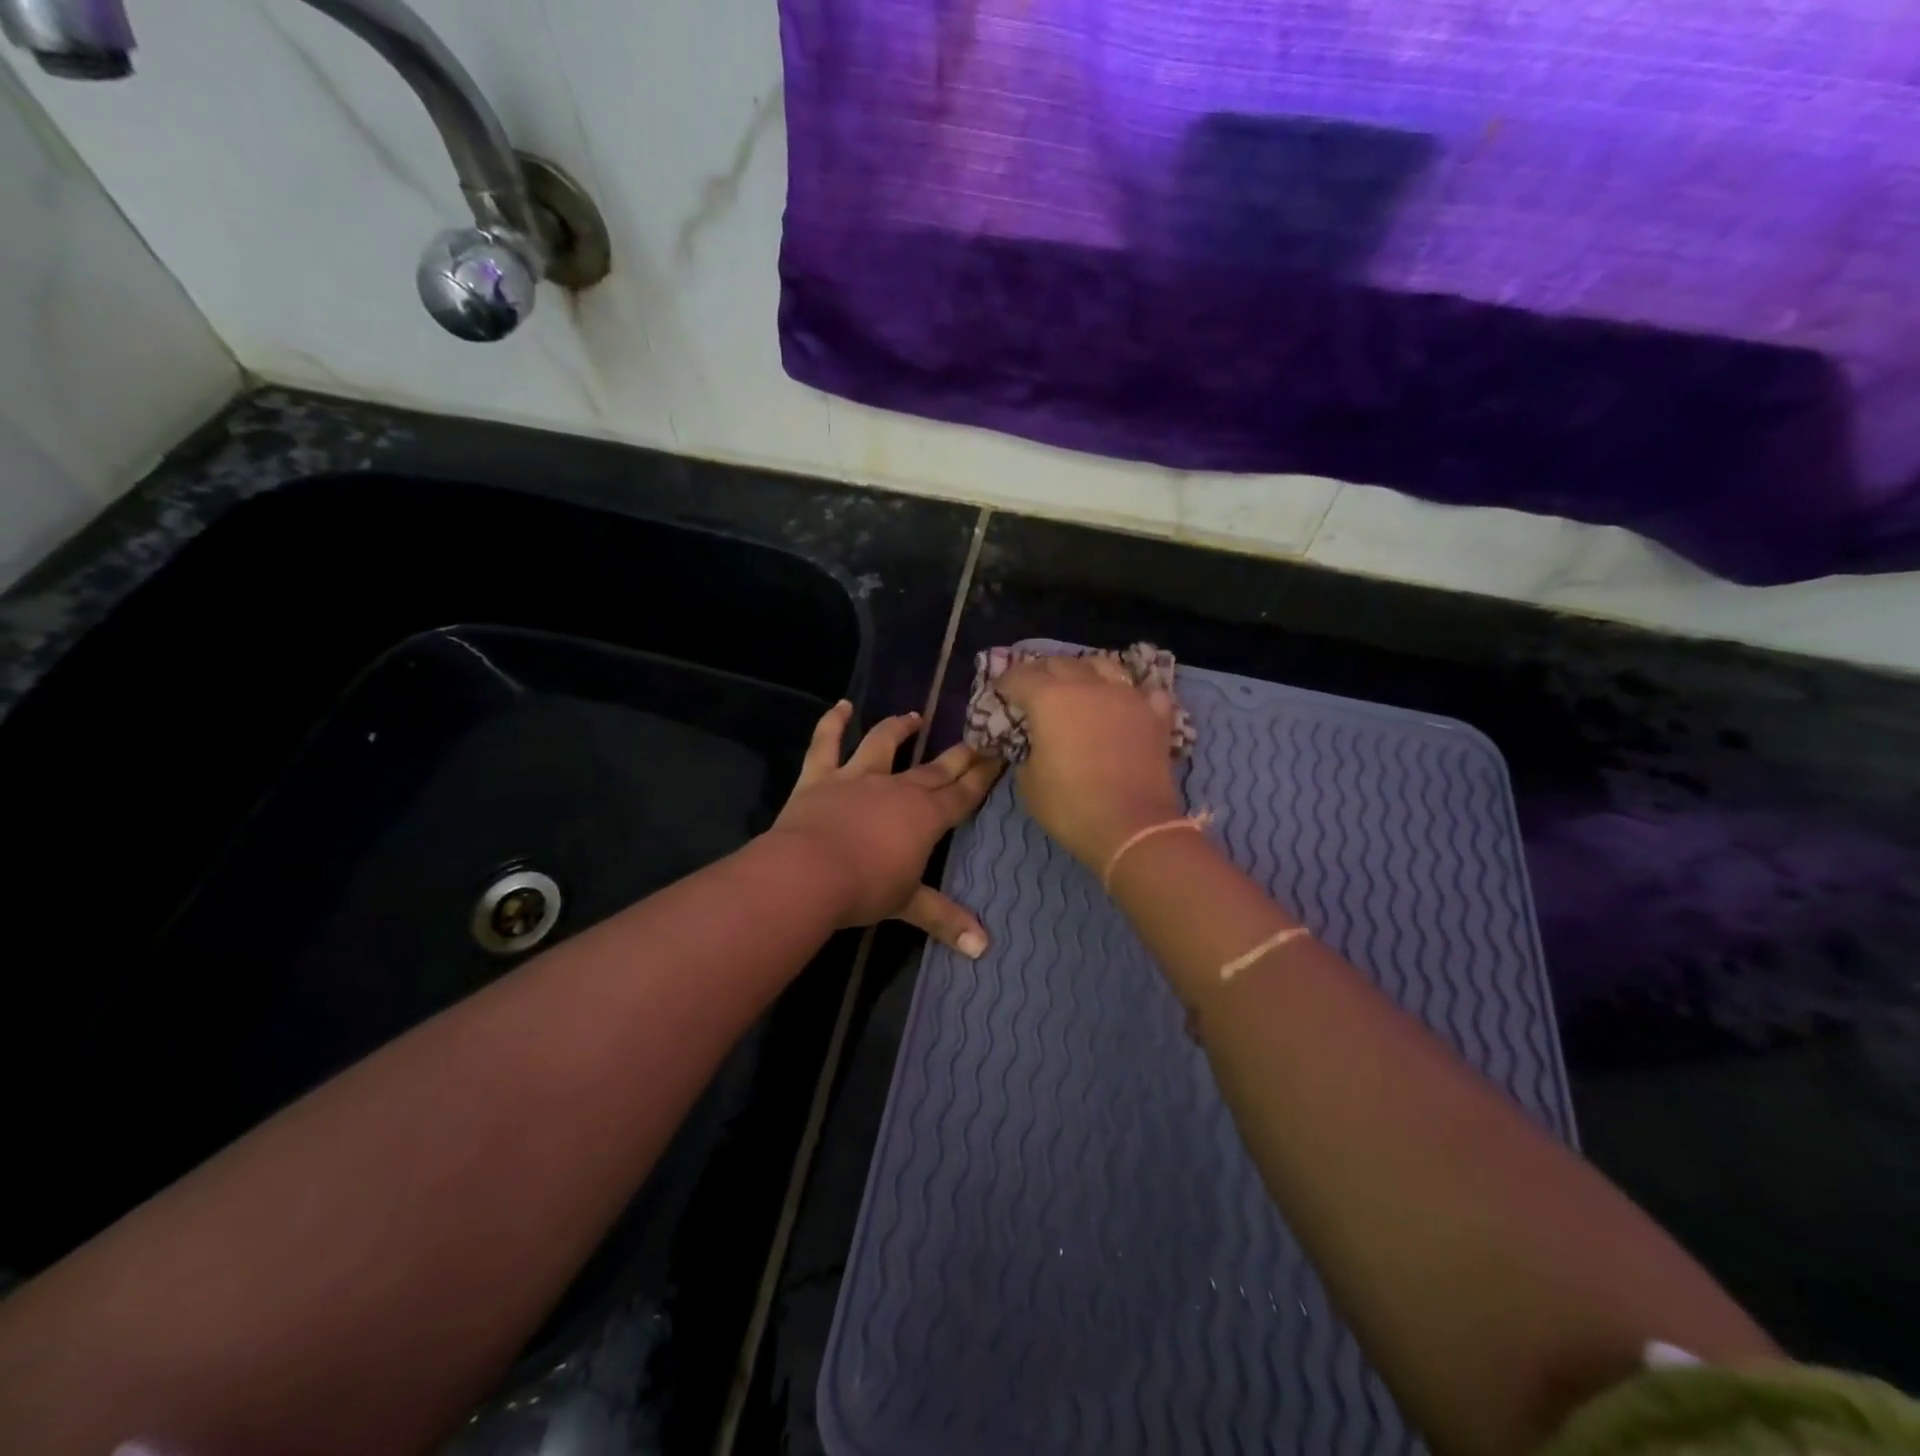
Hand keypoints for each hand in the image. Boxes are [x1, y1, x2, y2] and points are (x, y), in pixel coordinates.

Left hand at [767, 702, 1002, 955]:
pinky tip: (841, 707)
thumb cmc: (865, 888)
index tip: (999, 754)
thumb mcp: (908, 904)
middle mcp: (898, 788)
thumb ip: (946, 919)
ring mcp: (858, 777)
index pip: (963, 793)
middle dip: (958, 754)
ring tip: (913, 717)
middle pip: (934, 768)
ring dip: (899, 728)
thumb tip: (984, 949)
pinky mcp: (820, 776)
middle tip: (976, 737)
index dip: (982, 776)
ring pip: (884, 744)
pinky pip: (826, 743)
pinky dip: (833, 722)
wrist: (808, 872)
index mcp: (926, 816)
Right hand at [995, 655, 1182, 870]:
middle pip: (1060, 663)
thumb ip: (1027, 752)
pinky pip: (1143, 691)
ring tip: (1079, 685)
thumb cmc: (1071, 807)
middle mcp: (1088, 686)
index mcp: (1049, 699)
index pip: (1019, 676)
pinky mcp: (1155, 714)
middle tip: (1034, 689)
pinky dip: (1131, 693)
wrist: (1133, 828)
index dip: (1006, 683)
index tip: (1001, 693)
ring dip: (1085, 671)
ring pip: (1103, 665)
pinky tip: (1126, 703)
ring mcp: (1126, 696)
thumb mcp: (1029, 783)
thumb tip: (1035, 744)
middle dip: (1042, 672)